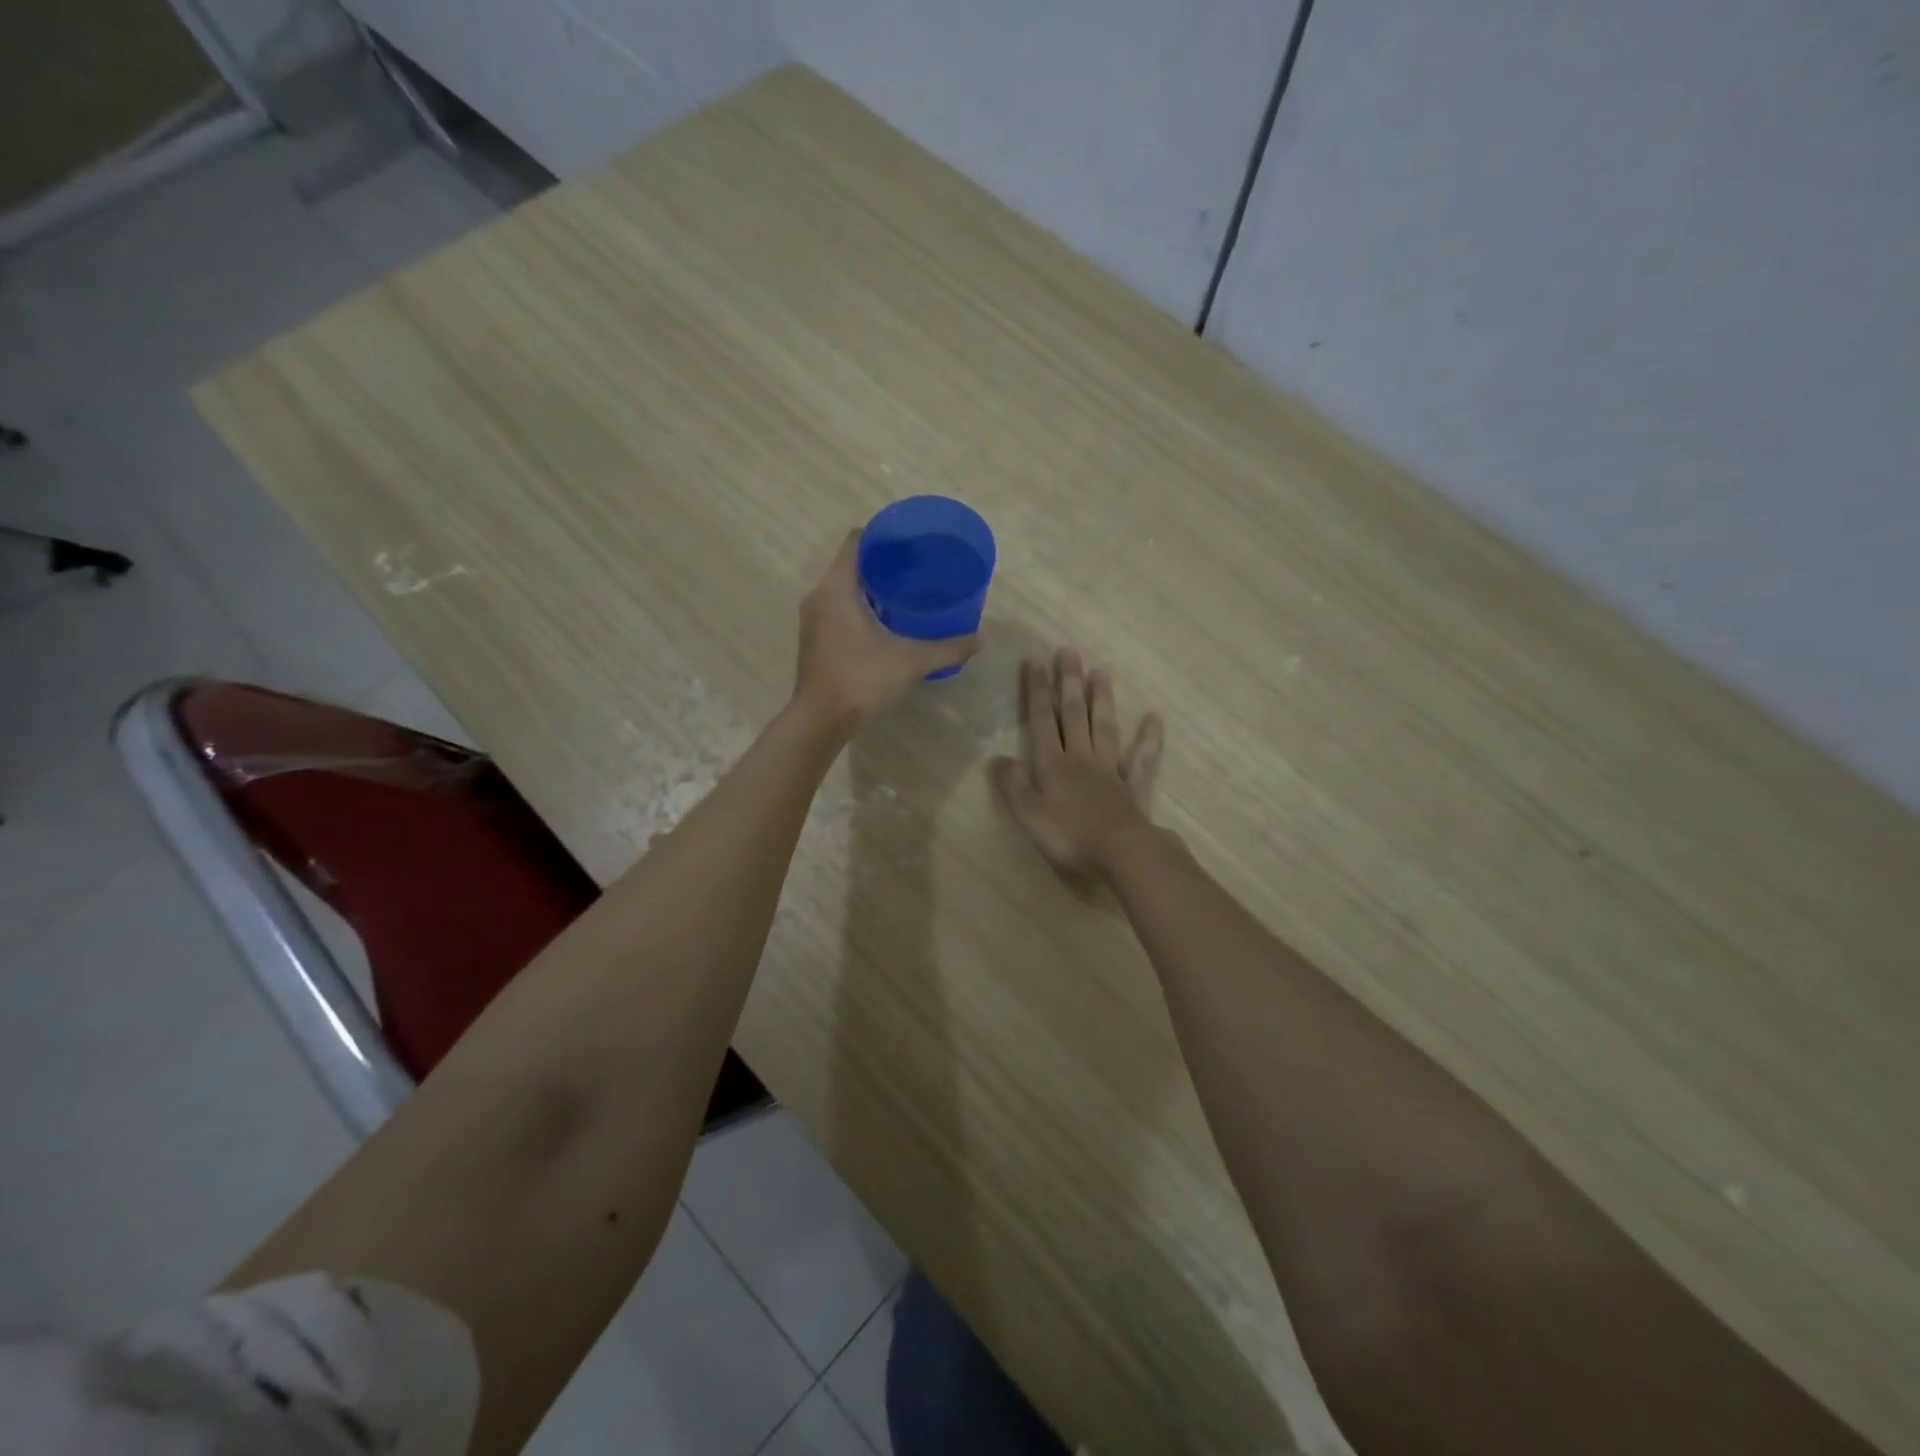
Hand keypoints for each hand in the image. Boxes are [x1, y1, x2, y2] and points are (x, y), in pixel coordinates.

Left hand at [794, 529, 979, 727]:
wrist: (820, 721)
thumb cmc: (861, 681)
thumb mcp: (910, 662)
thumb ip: (947, 648)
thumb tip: (981, 639)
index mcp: (837, 588)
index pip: (857, 541)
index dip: (884, 535)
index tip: (911, 542)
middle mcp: (819, 596)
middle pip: (852, 563)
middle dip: (884, 562)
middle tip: (918, 567)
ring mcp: (813, 618)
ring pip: (845, 587)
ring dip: (872, 586)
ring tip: (907, 592)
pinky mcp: (815, 638)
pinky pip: (839, 607)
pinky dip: (861, 606)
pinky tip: (887, 620)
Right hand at [991, 648, 1164, 878]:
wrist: (1120, 852)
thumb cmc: (1069, 835)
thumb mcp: (1028, 813)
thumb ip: (1012, 784)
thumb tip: (997, 758)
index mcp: (1053, 764)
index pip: (1041, 720)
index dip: (1037, 691)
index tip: (1034, 661)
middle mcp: (1081, 758)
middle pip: (1074, 714)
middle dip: (1069, 682)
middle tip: (1069, 652)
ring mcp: (1111, 770)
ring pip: (1105, 727)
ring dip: (1101, 699)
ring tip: (1101, 672)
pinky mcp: (1134, 787)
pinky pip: (1142, 758)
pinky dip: (1148, 738)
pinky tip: (1154, 718)